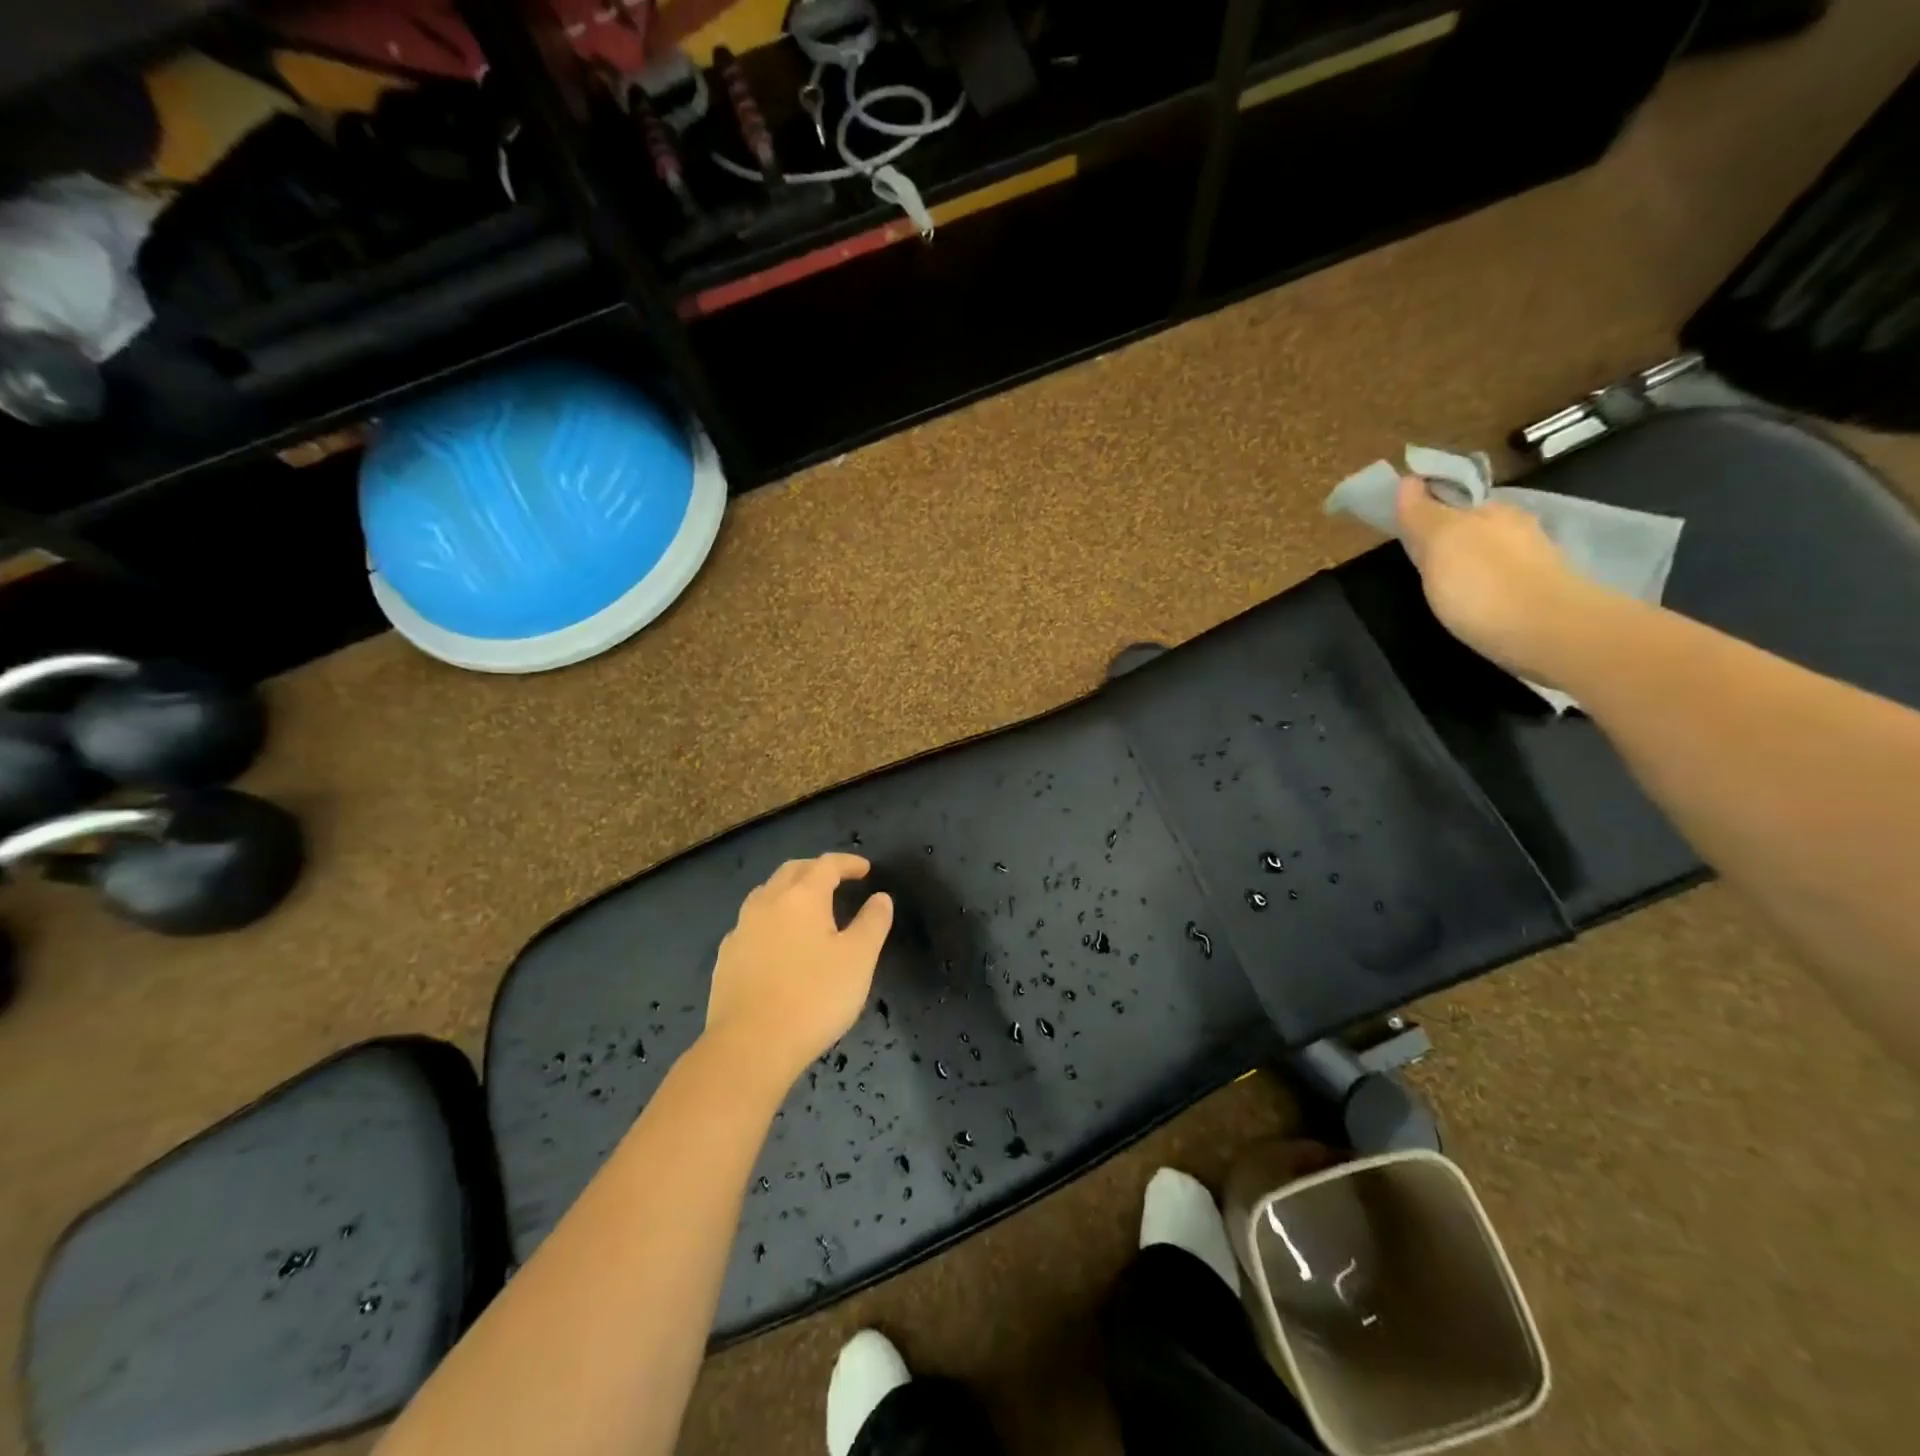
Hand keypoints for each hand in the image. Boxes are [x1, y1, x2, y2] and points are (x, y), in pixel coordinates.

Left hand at [704, 853, 893, 1089]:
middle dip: (816, 869)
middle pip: (792, 871)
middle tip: (837, 879)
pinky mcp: (726, 958)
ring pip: (766, 894)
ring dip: (789, 891)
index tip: (865, 869)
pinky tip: (778, 942)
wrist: (750, 1046)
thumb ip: (873, 923)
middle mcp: (767, 903)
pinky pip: (751, 924)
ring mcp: (741, 930)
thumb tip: (880, 897)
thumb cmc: (814, 997)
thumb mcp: (859, 959)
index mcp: (802, 897)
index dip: (848, 863)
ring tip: (807, 907)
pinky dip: (771, 920)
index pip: (827, 865)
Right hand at [1394, 475, 1613, 680]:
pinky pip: (1506, 582)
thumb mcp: (1440, 543)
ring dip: (1471, 565)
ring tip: (1447, 589)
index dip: (1427, 512)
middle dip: (1451, 539)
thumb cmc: (1484, 585)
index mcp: (1491, 511)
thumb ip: (1422, 514)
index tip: (1406, 530)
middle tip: (1422, 563)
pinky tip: (1477, 605)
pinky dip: (1489, 588)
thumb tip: (1409, 479)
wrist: (1552, 635)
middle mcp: (1517, 529)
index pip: (1452, 501)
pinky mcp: (1544, 595)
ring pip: (1492, 555)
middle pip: (1474, 527)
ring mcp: (1535, 562)